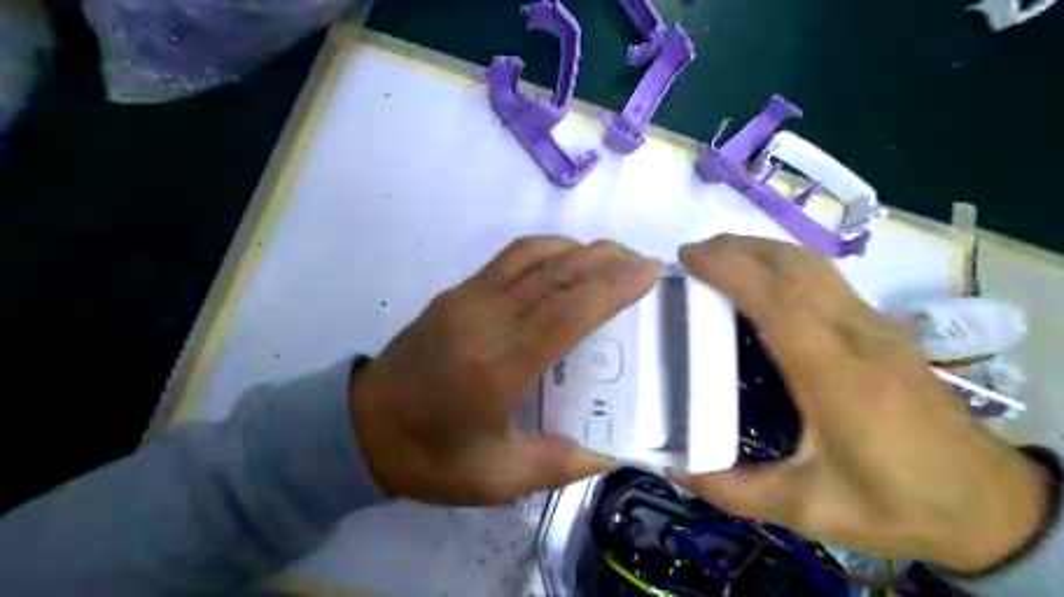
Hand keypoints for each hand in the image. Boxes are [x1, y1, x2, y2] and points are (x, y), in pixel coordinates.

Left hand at [353, 234, 661, 504]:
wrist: (359, 427)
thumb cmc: (429, 457)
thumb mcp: (496, 478)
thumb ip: (560, 464)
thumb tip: (613, 450)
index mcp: (497, 366)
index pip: (566, 311)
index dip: (612, 287)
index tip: (649, 272)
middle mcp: (484, 319)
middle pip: (556, 274)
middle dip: (606, 260)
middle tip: (644, 261)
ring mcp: (466, 298)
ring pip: (532, 255)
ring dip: (578, 249)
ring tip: (613, 257)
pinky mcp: (455, 292)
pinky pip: (509, 258)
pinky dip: (546, 249)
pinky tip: (566, 260)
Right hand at [672, 234, 1045, 572]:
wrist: (989, 504)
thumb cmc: (897, 504)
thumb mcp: (810, 512)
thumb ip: (736, 491)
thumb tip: (675, 467)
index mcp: (838, 378)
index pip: (780, 301)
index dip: (732, 270)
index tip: (688, 258)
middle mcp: (858, 337)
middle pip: (796, 267)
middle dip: (739, 248)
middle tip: (691, 254)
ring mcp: (875, 326)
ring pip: (813, 264)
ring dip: (761, 249)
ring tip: (719, 257)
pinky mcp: (882, 327)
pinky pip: (825, 278)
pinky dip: (782, 263)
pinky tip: (763, 279)